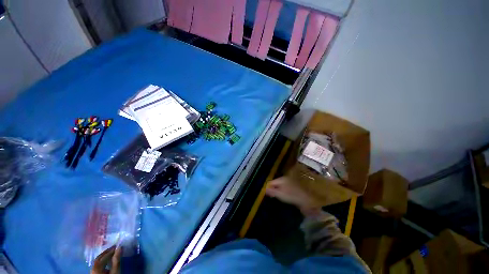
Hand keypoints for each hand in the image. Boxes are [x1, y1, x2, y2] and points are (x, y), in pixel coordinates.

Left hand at [91, 246, 121, 273]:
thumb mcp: (115, 272)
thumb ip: (117, 260)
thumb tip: (120, 247)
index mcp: (96, 267)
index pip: (104, 256)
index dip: (112, 250)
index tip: (119, 246)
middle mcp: (92, 268)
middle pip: (99, 258)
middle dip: (107, 252)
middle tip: (115, 248)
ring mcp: (92, 271)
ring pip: (97, 261)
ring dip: (105, 256)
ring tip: (112, 253)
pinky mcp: (94, 273)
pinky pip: (97, 264)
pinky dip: (102, 260)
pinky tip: (107, 261)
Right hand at [265, 176, 321, 215]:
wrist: (310, 200)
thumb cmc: (294, 196)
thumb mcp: (281, 194)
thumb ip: (272, 191)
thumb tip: (264, 189)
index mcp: (282, 179)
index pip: (271, 182)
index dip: (267, 188)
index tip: (266, 195)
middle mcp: (285, 179)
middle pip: (275, 184)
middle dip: (272, 190)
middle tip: (271, 198)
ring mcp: (290, 183)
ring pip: (280, 187)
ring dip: (278, 192)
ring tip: (277, 199)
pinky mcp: (294, 188)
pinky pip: (285, 190)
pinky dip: (283, 193)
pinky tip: (284, 198)